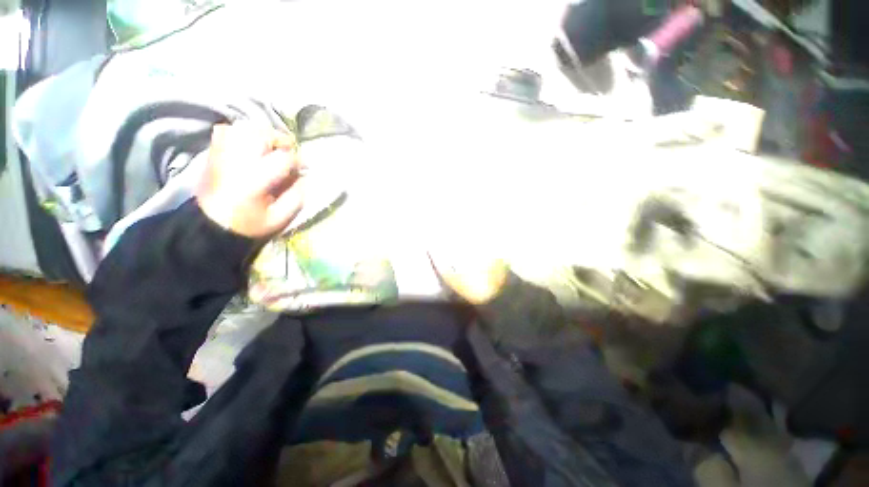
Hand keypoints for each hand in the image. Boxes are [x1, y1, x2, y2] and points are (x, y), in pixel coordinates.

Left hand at [197, 124, 303, 238]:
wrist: (211, 226)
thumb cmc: (248, 224)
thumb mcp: (279, 219)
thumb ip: (296, 197)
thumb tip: (303, 177)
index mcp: (255, 180)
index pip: (283, 158)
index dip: (298, 161)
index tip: (303, 169)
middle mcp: (237, 162)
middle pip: (261, 134)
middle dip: (280, 140)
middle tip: (287, 153)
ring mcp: (222, 155)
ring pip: (243, 128)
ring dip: (262, 134)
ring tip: (270, 147)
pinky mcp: (213, 154)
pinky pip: (225, 130)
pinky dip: (240, 132)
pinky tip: (249, 145)